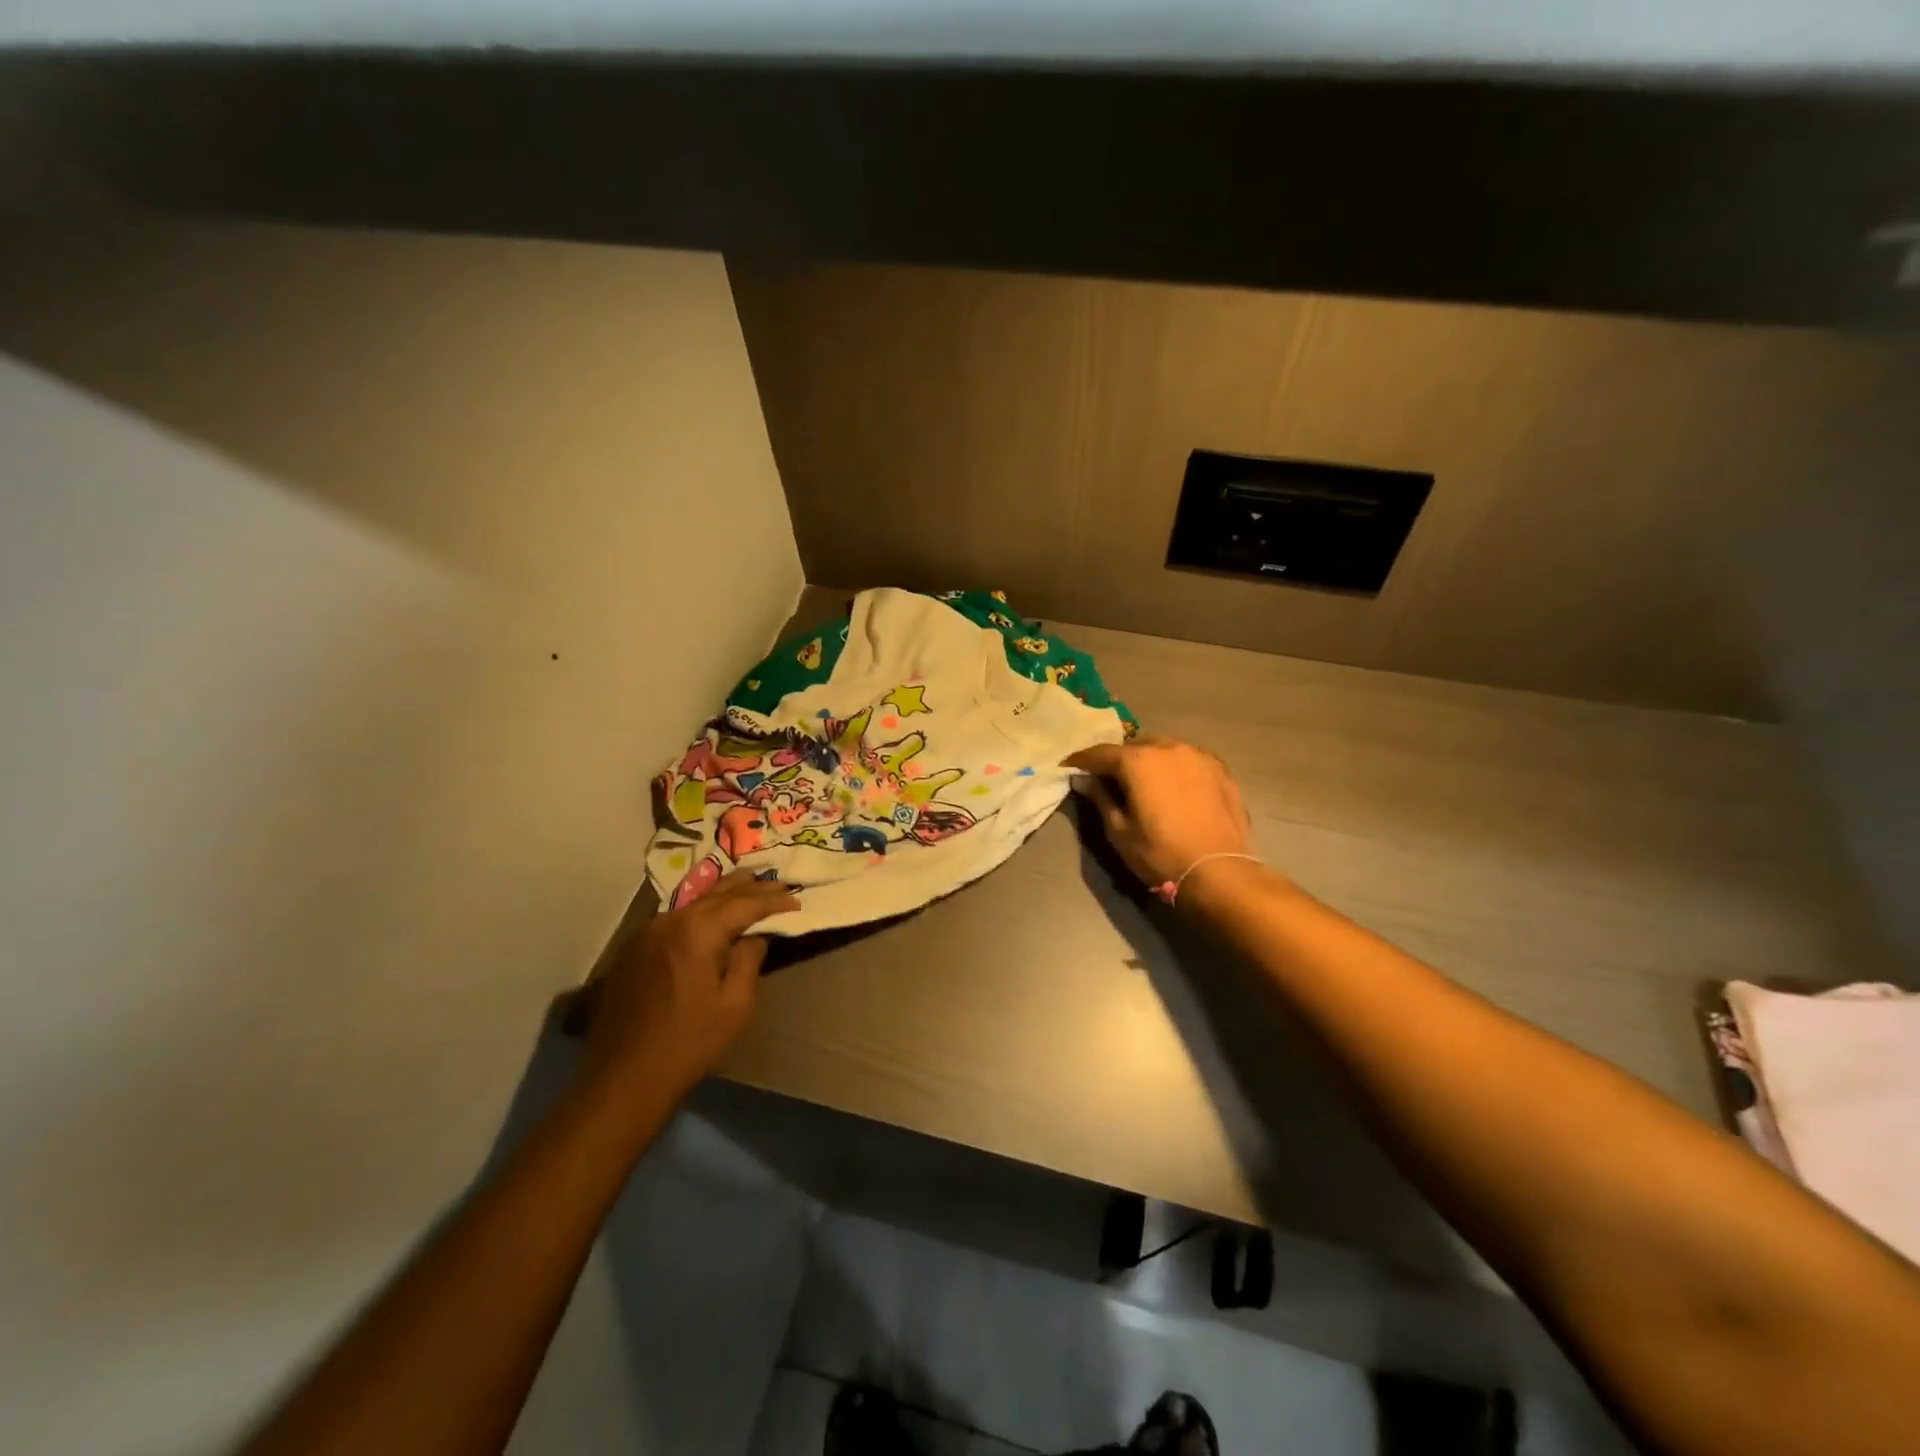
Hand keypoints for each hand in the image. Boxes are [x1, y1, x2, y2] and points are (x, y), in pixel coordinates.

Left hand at [579, 870, 799, 1105]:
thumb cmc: (689, 1043)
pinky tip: (711, 914)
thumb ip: (749, 959)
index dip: (773, 900)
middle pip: (718, 894)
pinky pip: (675, 918)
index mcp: (698, 931)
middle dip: (751, 887)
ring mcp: (646, 932)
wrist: (623, 1079)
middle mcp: (670, 920)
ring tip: (749, 884)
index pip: (745, 904)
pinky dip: (700, 911)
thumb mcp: (735, 1004)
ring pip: (694, 902)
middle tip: (778, 880)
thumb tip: (755, 935)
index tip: (797, 900)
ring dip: (724, 894)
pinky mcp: (633, 949)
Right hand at [1063, 737, 1257, 890]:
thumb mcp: (1119, 831)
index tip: (1069, 767)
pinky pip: (1188, 759)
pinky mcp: (1220, 769)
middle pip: (1134, 746)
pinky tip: (1173, 785)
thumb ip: (1100, 798)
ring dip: (1149, 760)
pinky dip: (1174, 767)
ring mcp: (1198, 755)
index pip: (1101, 753)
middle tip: (1108, 778)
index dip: (1081, 760)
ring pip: (1163, 748)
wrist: (1219, 872)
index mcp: (1138, 761)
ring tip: (1143, 781)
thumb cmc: (1160, 854)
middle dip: (1118, 759)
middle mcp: (1168, 747)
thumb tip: (1083, 780)